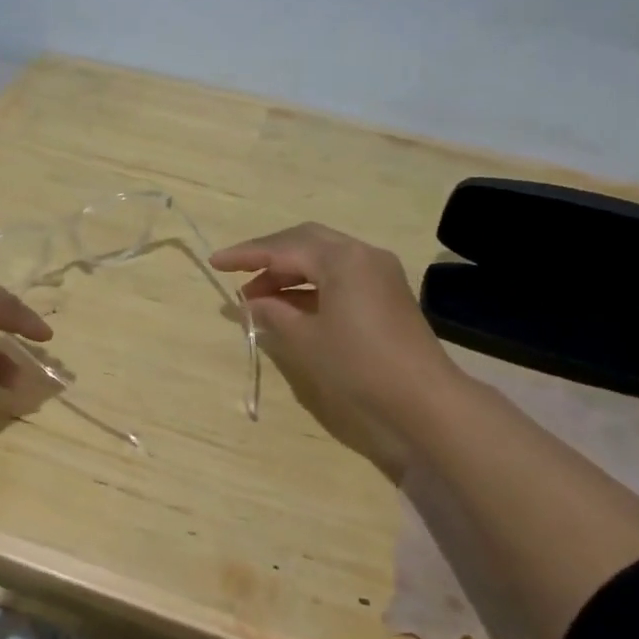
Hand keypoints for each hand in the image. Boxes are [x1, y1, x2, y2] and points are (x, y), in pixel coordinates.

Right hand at [210, 223, 458, 436]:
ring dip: (289, 271)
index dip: (246, 255)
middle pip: (304, 241)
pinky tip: (290, 303)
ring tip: (257, 297)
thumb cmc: (359, 365)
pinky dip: (311, 283)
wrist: (423, 398)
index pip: (283, 247)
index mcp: (342, 258)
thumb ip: (274, 312)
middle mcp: (361, 253)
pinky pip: (339, 273)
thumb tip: (248, 302)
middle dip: (268, 257)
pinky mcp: (385, 289)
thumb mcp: (307, 339)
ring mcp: (377, 270)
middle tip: (238, 275)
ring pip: (322, 256)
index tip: (214, 262)